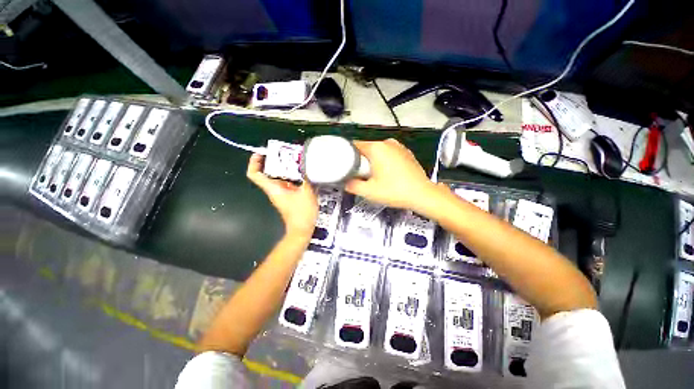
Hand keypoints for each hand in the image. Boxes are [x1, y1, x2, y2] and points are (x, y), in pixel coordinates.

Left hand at [247, 154, 317, 238]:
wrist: (302, 229)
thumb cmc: (302, 212)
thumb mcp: (306, 192)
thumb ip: (306, 178)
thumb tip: (306, 167)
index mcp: (273, 188)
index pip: (255, 174)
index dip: (254, 162)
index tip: (261, 153)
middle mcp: (274, 190)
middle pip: (267, 173)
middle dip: (274, 161)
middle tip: (285, 153)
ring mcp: (281, 194)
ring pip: (278, 177)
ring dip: (285, 168)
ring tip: (296, 160)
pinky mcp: (288, 197)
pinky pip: (286, 183)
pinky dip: (292, 176)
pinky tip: (302, 173)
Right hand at [345, 139, 440, 212]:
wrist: (422, 194)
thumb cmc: (395, 191)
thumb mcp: (369, 192)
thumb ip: (352, 186)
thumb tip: (346, 182)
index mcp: (377, 148)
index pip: (355, 146)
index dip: (348, 157)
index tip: (348, 168)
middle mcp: (387, 143)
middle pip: (367, 149)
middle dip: (362, 161)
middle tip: (362, 176)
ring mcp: (398, 146)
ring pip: (378, 152)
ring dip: (373, 162)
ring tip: (375, 177)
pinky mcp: (405, 152)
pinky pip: (388, 154)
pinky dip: (384, 161)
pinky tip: (388, 174)